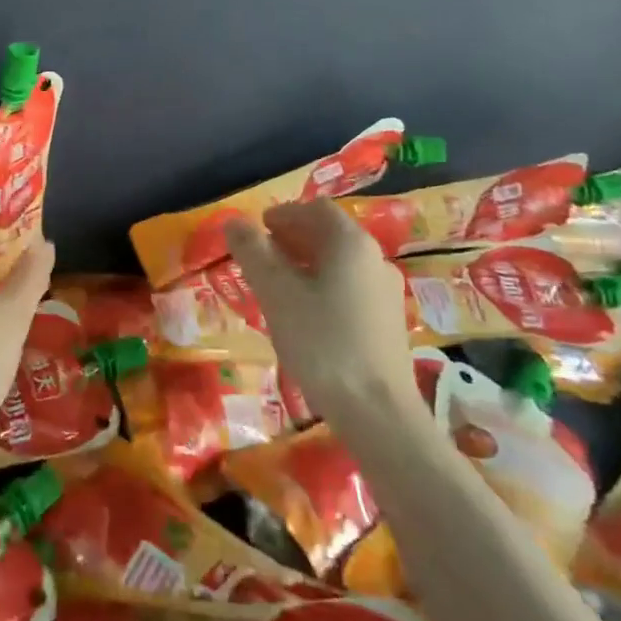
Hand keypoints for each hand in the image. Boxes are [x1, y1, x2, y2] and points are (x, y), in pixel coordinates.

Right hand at [223, 199, 417, 421]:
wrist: (378, 411)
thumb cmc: (322, 343)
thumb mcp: (276, 294)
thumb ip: (253, 253)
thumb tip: (233, 221)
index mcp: (351, 243)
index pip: (315, 209)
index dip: (282, 214)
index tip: (256, 230)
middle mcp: (375, 259)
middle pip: (330, 234)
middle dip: (292, 238)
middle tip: (259, 257)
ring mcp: (386, 292)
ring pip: (339, 263)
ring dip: (305, 263)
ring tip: (275, 285)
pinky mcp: (387, 322)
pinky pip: (349, 288)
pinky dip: (321, 286)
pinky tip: (303, 314)